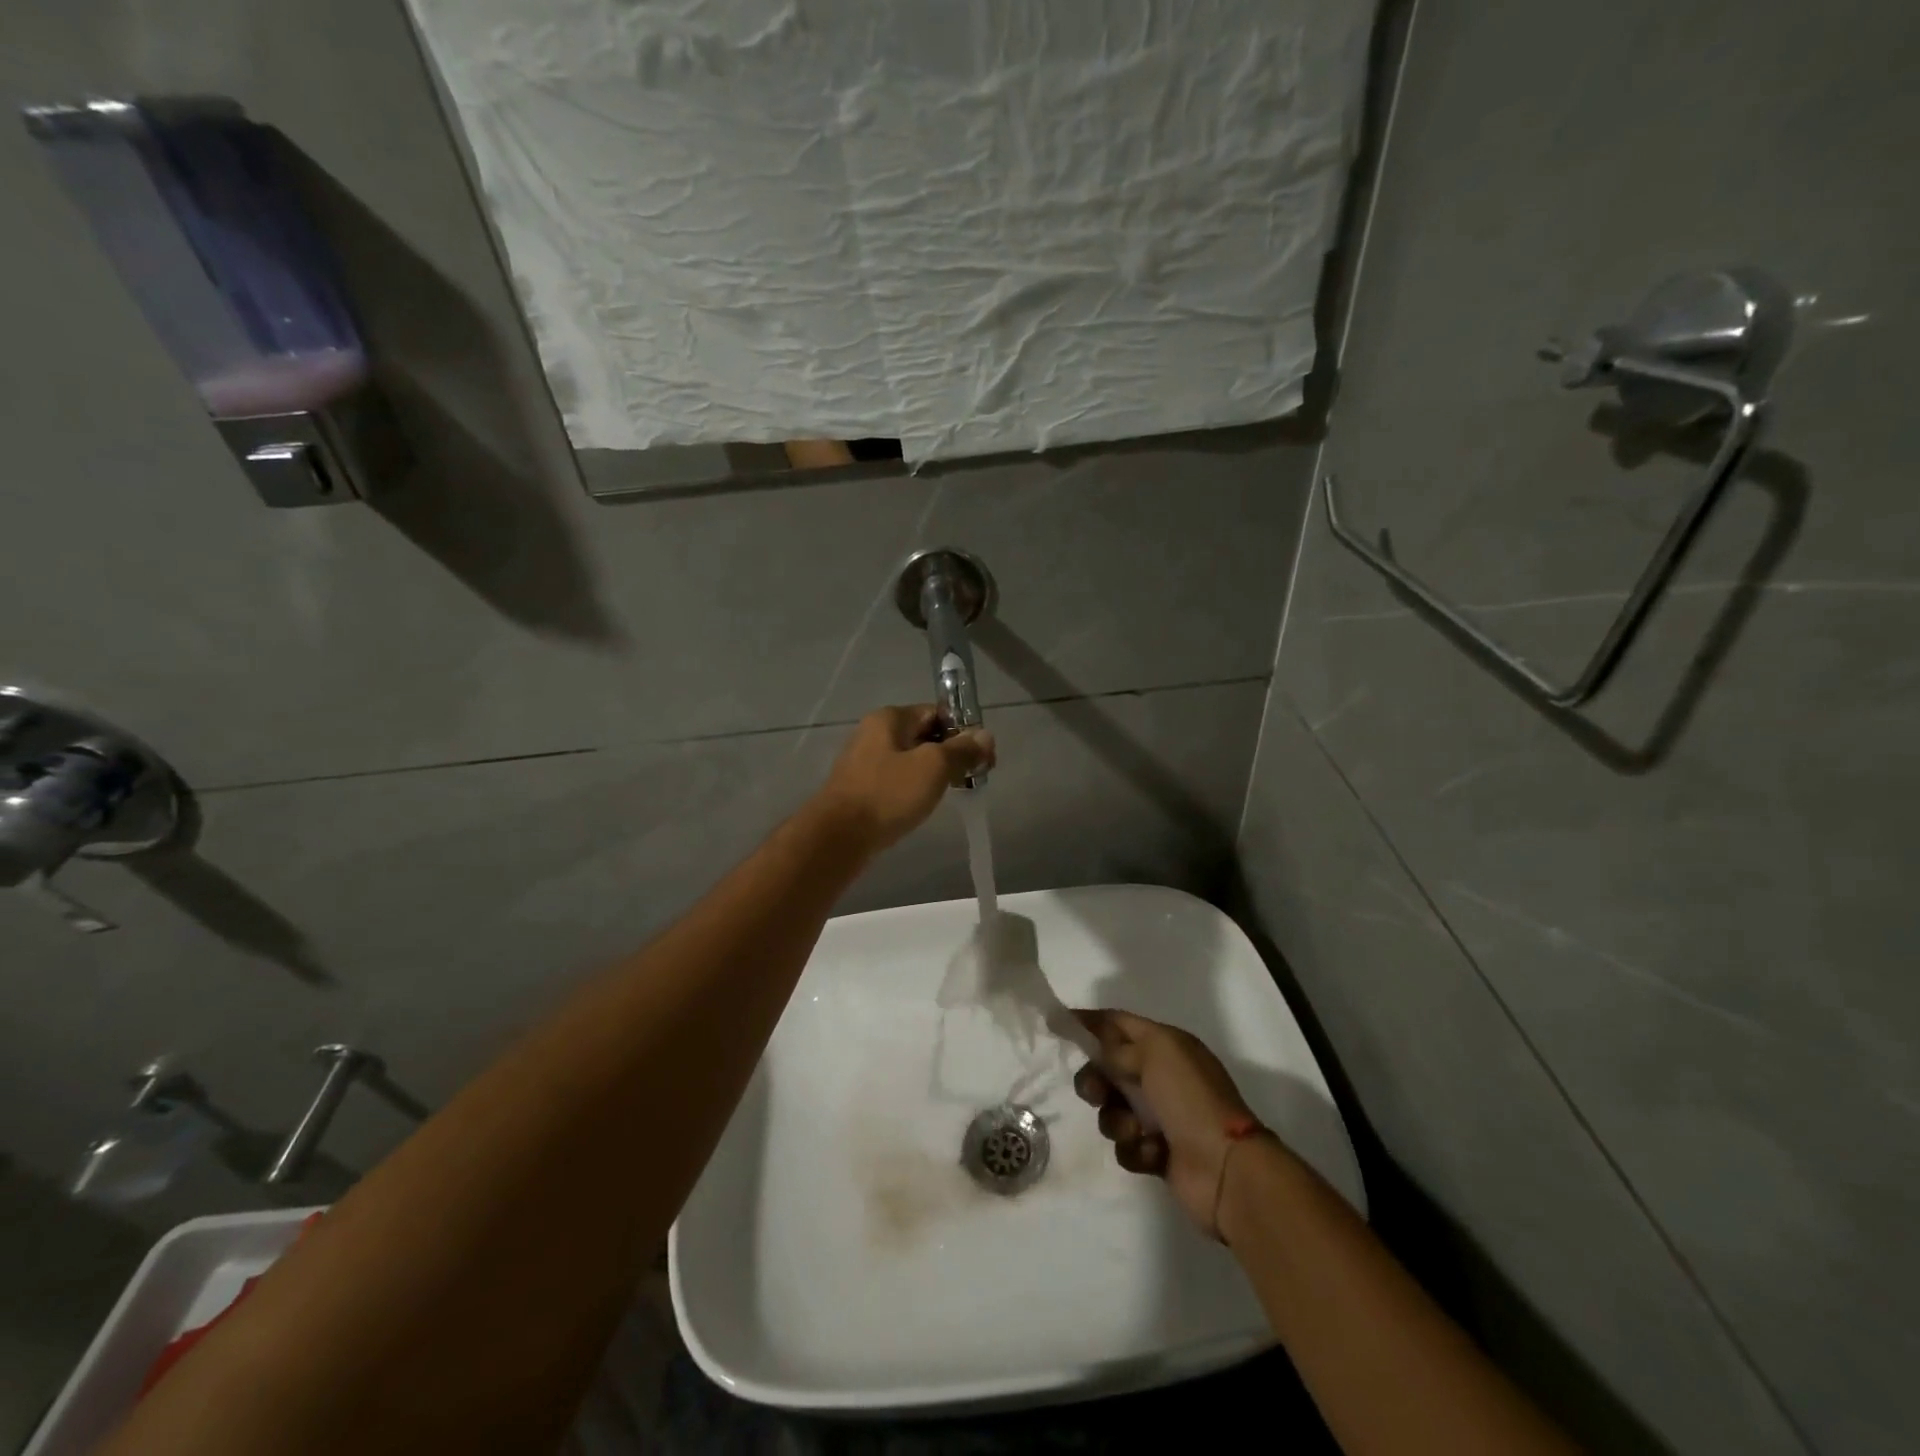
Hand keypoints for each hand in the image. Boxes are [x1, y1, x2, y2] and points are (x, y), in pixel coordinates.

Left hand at [817, 705, 994, 851]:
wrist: (839, 837)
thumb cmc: (888, 794)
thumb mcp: (933, 767)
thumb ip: (962, 750)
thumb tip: (985, 736)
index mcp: (890, 718)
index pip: (937, 712)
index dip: (964, 731)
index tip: (983, 757)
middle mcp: (874, 733)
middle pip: (925, 735)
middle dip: (951, 753)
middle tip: (973, 777)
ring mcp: (865, 761)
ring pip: (911, 759)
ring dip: (934, 773)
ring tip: (952, 792)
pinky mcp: (862, 788)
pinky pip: (898, 780)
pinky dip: (915, 788)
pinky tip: (924, 805)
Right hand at [1072, 1009, 1257, 1236]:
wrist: (1226, 1169)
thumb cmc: (1190, 1099)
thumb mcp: (1155, 1055)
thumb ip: (1116, 1045)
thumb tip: (1091, 1037)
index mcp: (1166, 1045)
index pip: (1119, 1023)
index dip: (1089, 1022)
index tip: (1055, 1025)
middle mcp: (1161, 1076)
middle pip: (1109, 1068)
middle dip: (1095, 1080)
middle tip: (1095, 1092)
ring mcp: (1159, 1115)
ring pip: (1112, 1109)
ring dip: (1116, 1120)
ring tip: (1134, 1131)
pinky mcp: (1156, 1151)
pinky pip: (1126, 1144)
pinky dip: (1134, 1148)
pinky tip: (1151, 1153)